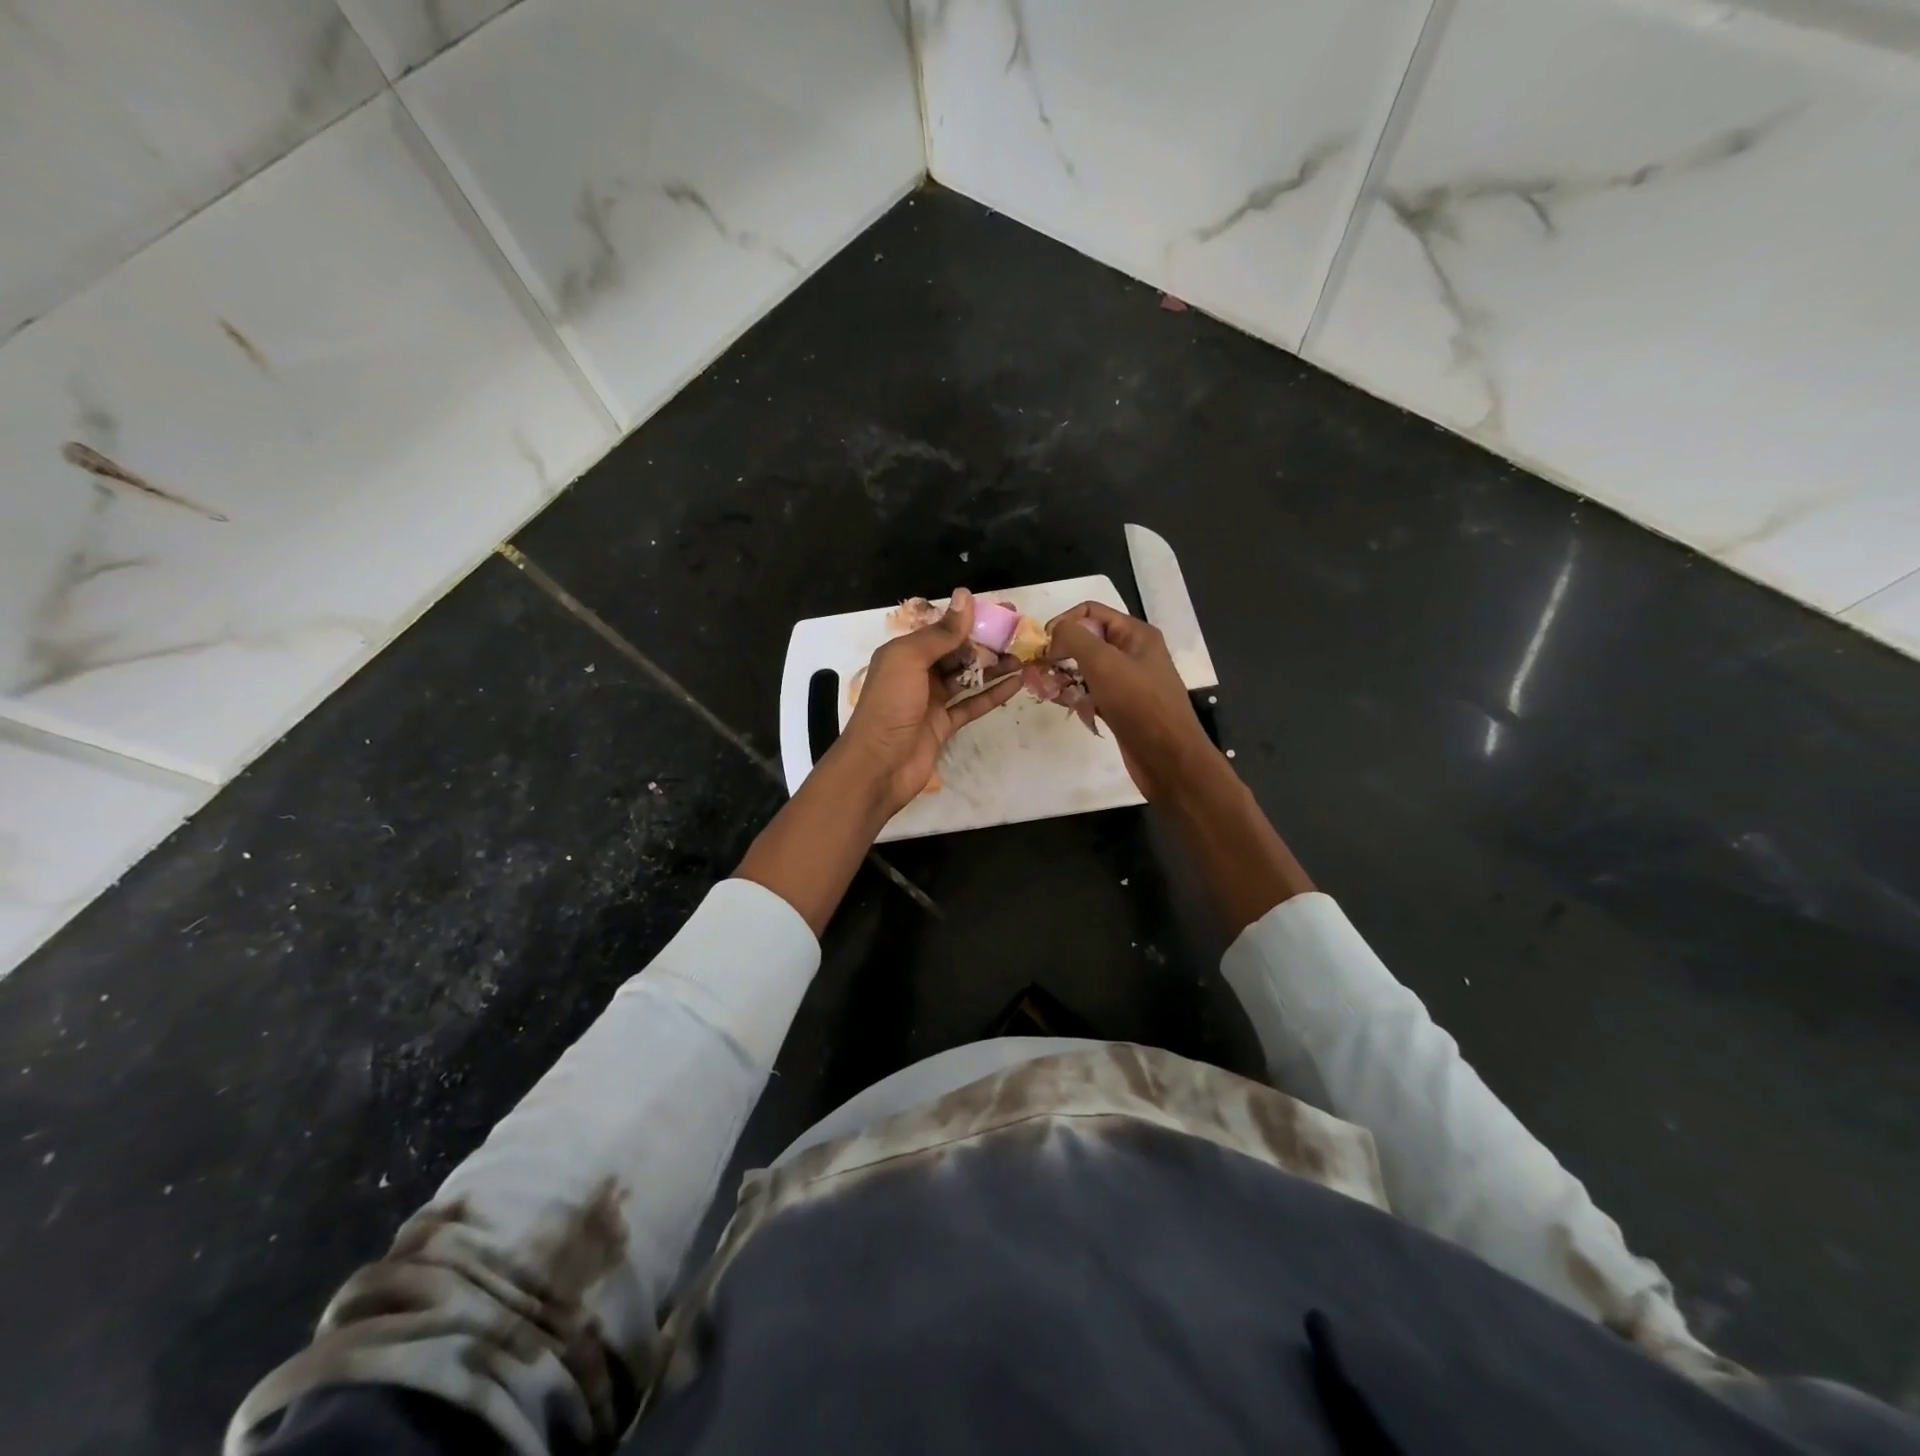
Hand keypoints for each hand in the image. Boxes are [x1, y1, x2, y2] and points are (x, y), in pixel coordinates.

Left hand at [836, 587, 1021, 816]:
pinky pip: (972, 704)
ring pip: (967, 677)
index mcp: (904, 653)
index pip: (942, 629)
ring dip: (993, 667)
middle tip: (1018, 635)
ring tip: (1022, 658)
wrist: (878, 765)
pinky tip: (1016, 683)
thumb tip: (966, 595)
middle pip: (957, 652)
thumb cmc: (889, 705)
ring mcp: (932, 700)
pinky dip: (993, 694)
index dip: (970, 619)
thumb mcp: (910, 659)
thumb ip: (941, 632)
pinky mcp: (944, 725)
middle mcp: (917, 673)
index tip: (1002, 611)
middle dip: (985, 643)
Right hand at [1046, 600, 1217, 801]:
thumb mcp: (1103, 662)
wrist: (1168, 758)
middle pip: (1086, 641)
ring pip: (1086, 669)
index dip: (1064, 623)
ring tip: (1045, 690)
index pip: (1090, 612)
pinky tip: (1062, 704)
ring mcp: (1127, 682)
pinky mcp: (1120, 707)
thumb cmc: (1138, 704)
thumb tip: (1053, 634)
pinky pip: (1091, 693)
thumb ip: (1074, 638)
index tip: (1044, 646)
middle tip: (1039, 671)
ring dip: (1063, 676)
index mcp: (1135, 634)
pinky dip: (1075, 696)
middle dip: (1060, 652)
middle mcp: (1132, 653)